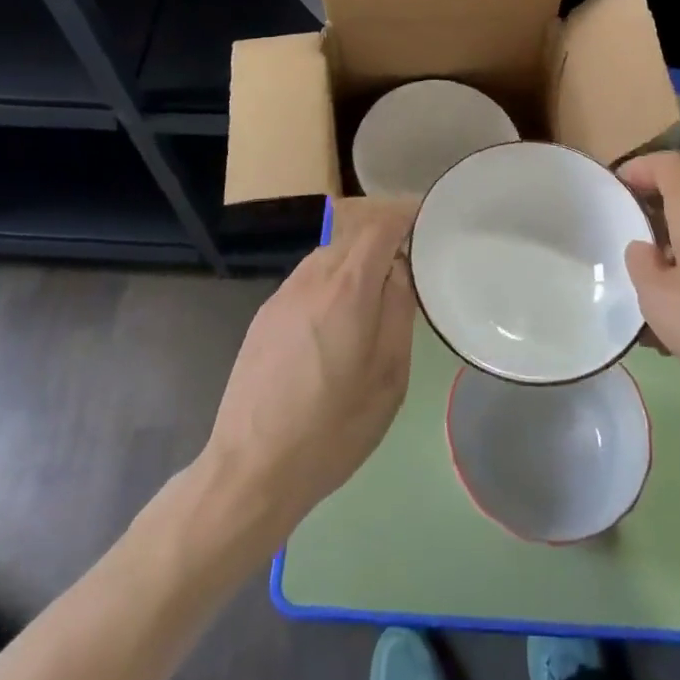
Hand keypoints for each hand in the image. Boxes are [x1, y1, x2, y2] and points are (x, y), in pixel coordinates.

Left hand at [200, 203, 418, 547]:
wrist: (253, 466)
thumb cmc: (334, 427)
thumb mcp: (388, 376)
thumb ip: (398, 312)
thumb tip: (400, 271)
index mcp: (347, 289)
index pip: (379, 226)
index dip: (404, 213)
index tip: (426, 217)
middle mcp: (312, 279)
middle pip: (351, 233)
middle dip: (382, 232)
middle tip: (410, 253)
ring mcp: (282, 295)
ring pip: (327, 254)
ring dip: (355, 256)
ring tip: (378, 285)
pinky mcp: (265, 315)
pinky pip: (307, 278)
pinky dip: (332, 277)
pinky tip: (339, 314)